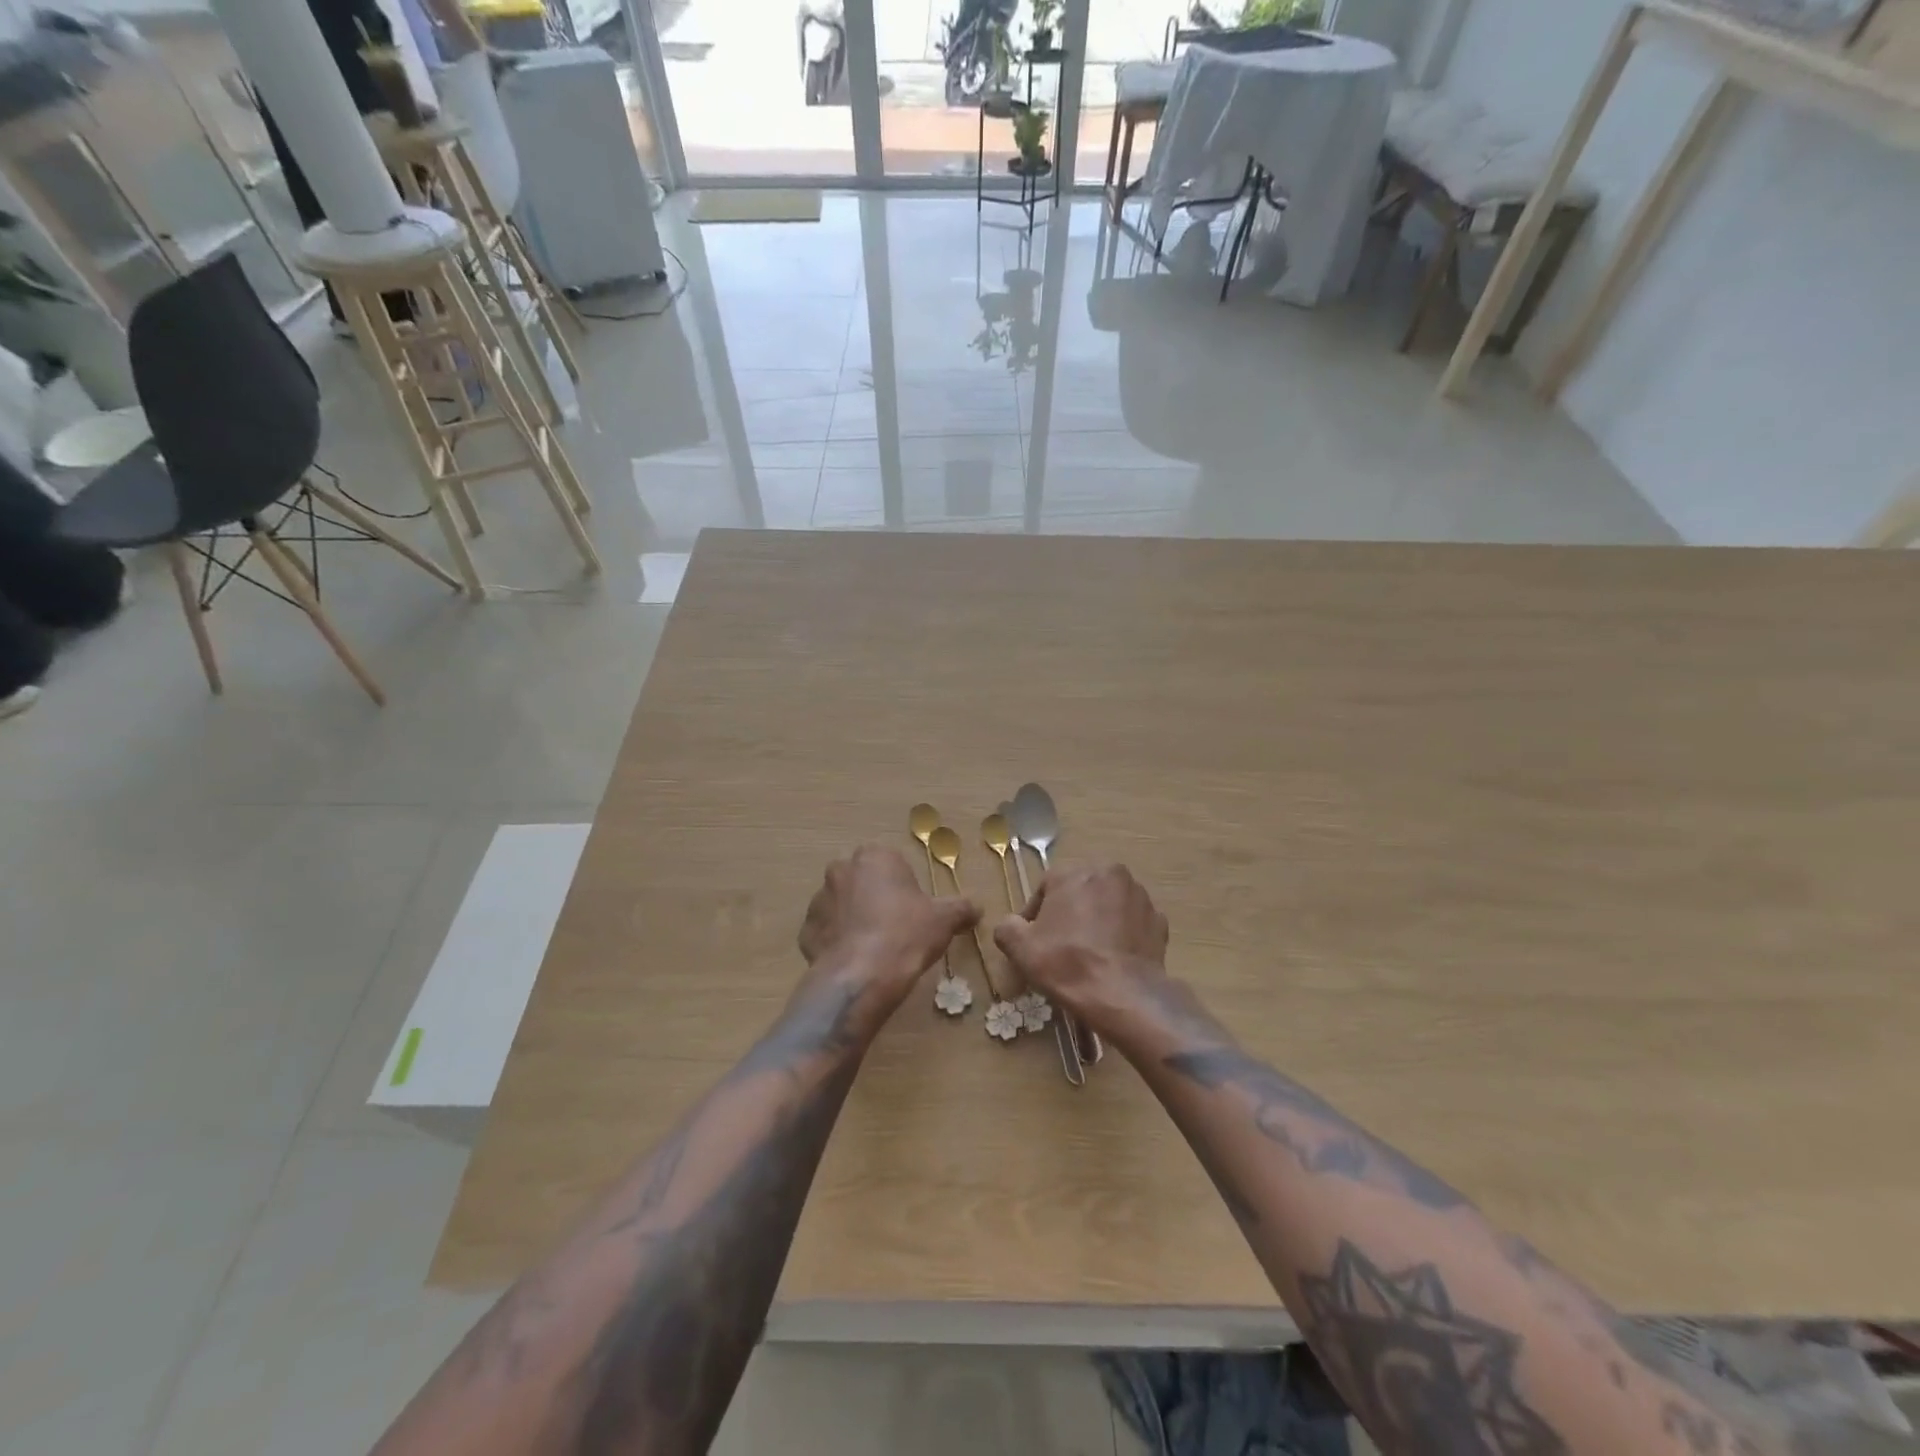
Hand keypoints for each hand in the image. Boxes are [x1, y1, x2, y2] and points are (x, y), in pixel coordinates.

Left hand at [798, 845, 978, 1011]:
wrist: (861, 977)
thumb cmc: (906, 935)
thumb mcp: (944, 920)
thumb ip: (961, 908)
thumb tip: (978, 907)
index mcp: (875, 857)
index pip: (892, 863)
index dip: (905, 887)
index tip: (914, 910)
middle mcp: (841, 870)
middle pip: (864, 881)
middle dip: (876, 899)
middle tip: (895, 928)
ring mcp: (819, 900)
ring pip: (842, 906)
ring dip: (854, 920)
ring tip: (874, 949)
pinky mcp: (805, 931)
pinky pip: (826, 932)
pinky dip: (837, 943)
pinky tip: (855, 962)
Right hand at [993, 863, 1168, 1025]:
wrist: (1124, 995)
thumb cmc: (1067, 964)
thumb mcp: (1021, 949)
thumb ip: (1007, 928)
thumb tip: (1010, 924)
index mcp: (1073, 873)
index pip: (1046, 888)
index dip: (1036, 915)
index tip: (1034, 940)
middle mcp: (1108, 873)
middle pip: (1080, 891)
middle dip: (1070, 913)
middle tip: (1061, 945)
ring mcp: (1138, 895)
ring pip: (1108, 903)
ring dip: (1098, 920)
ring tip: (1090, 952)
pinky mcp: (1158, 919)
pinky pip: (1132, 921)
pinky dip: (1123, 933)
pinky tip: (1114, 958)